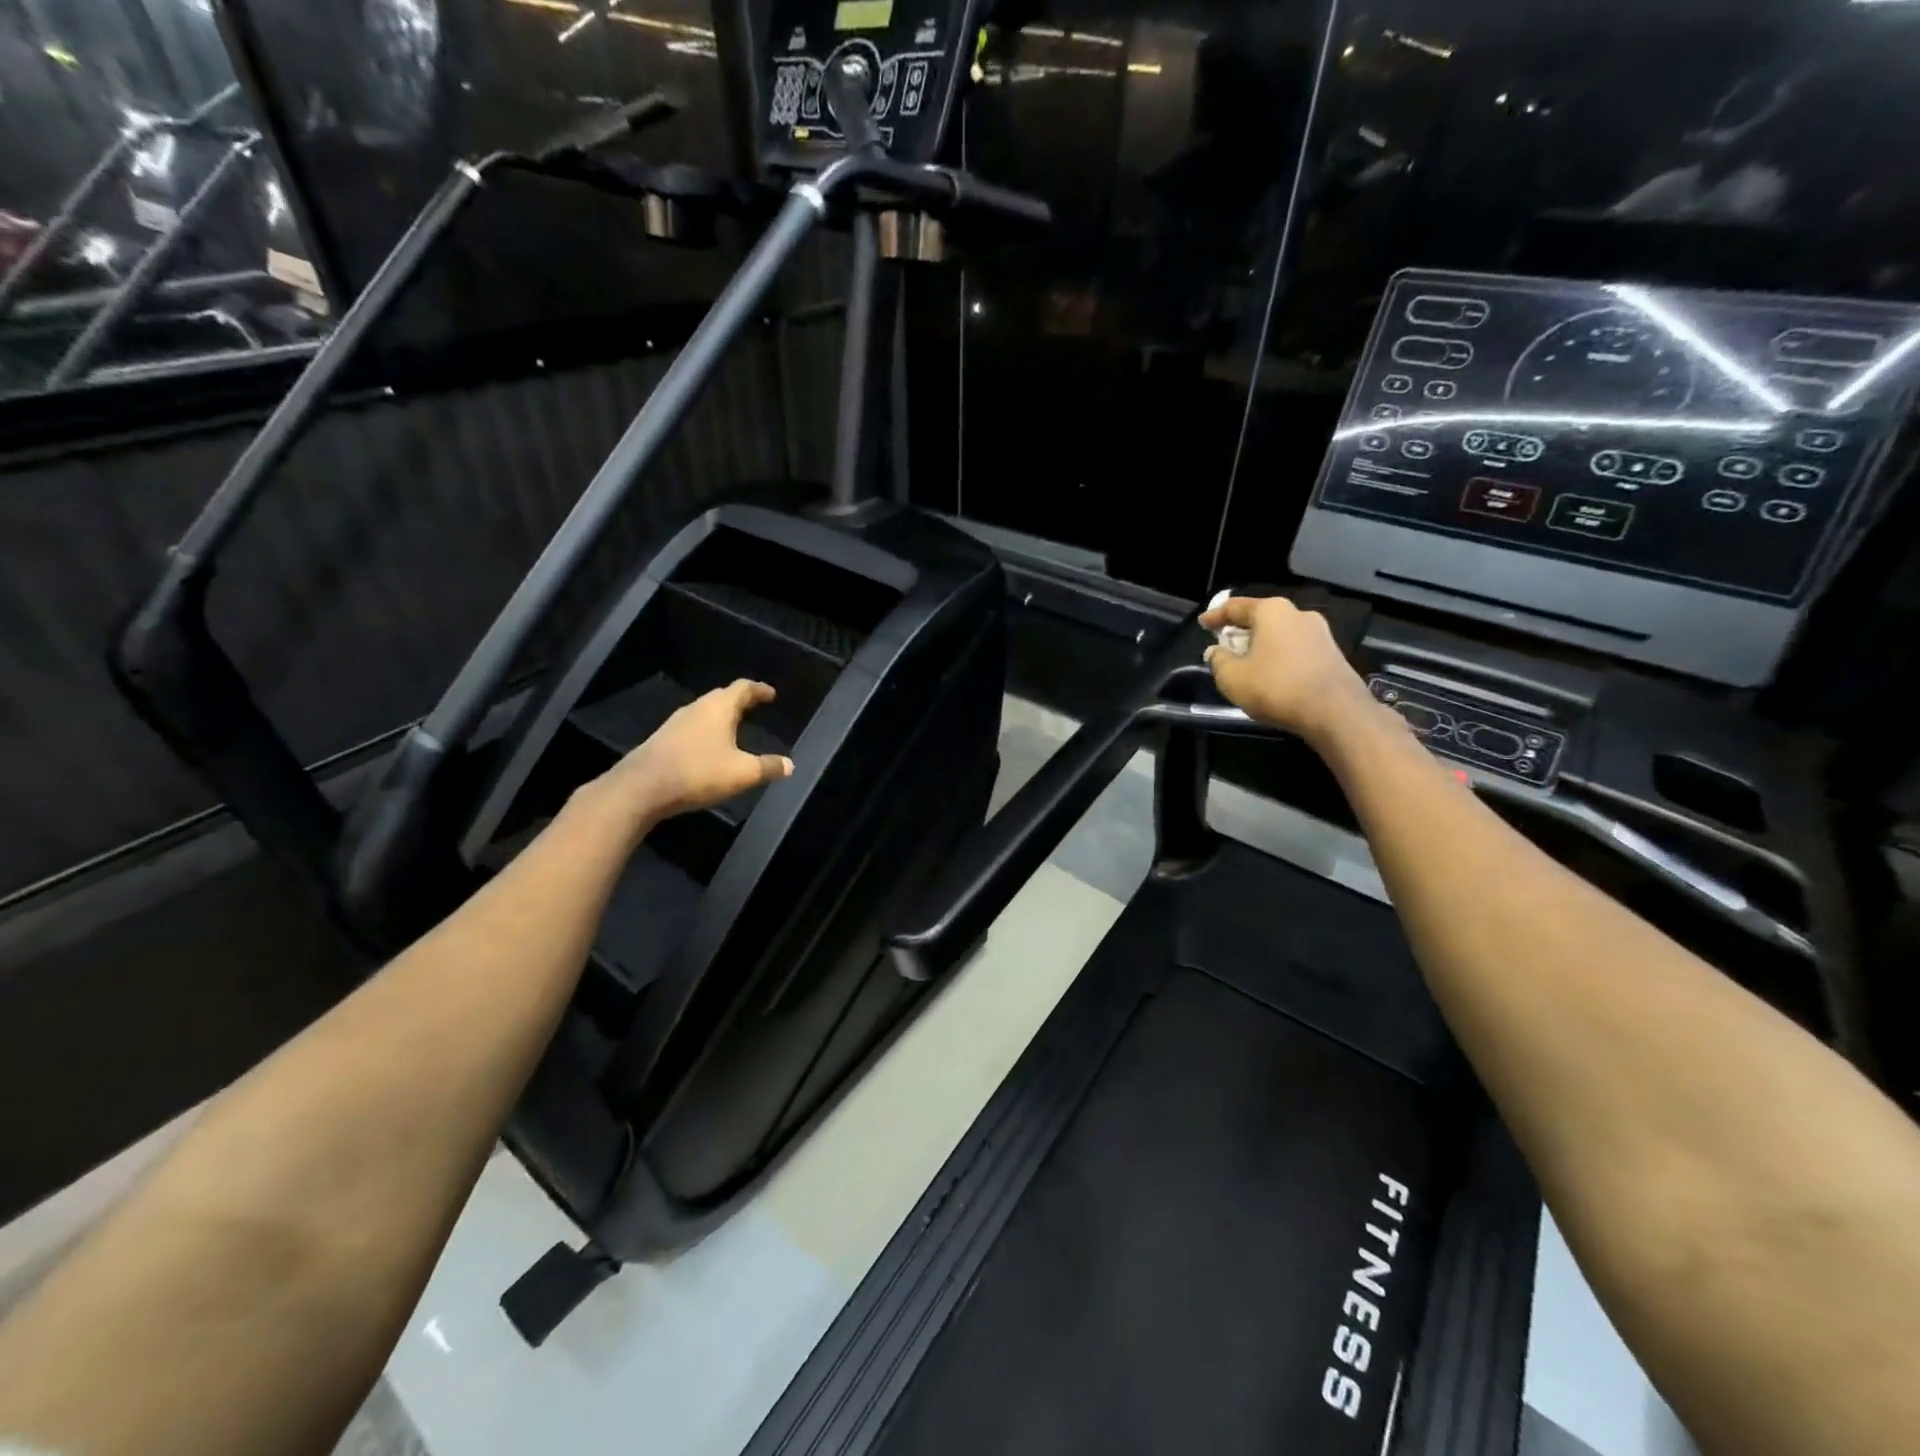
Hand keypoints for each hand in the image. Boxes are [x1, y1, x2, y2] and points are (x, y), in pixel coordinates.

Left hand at [586, 679, 793, 830]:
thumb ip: (768, 767)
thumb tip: (790, 765)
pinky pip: (692, 728)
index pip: (743, 688)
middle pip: (722, 697)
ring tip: (735, 727)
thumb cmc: (698, 772)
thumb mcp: (742, 773)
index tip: (770, 694)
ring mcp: (676, 723)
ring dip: (721, 716)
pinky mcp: (663, 740)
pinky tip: (709, 747)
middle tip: (754, 707)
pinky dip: (706, 731)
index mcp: (719, 708)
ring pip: (705, 712)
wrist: (642, 788)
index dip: (759, 690)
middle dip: (740, 701)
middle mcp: (697, 708)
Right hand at [1200, 595, 1373, 745]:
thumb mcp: (1232, 677)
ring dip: (1261, 645)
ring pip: (1280, 634)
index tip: (1202, 623)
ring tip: (1247, 662)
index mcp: (1271, 611)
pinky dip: (1278, 656)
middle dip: (1240, 630)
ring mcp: (1320, 633)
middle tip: (1224, 644)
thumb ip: (1218, 660)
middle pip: (1261, 618)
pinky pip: (1295, 648)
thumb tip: (1215, 651)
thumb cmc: (1276, 687)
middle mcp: (1298, 614)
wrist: (1335, 711)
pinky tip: (1271, 674)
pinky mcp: (1332, 653)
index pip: (1235, 607)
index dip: (1215, 616)